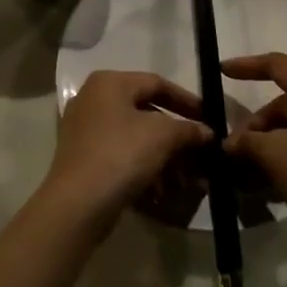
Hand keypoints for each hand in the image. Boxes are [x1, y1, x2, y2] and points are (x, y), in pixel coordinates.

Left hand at [44, 71, 212, 232]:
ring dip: (164, 159)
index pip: (157, 83)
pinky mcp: (83, 159)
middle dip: (177, 138)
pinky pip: (121, 157)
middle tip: (200, 155)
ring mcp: (84, 130)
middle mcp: (93, 99)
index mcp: (109, 83)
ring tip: (185, 183)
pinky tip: (161, 193)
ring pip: (135, 139)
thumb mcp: (164, 136)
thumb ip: (189, 129)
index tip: (209, 119)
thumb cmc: (122, 154)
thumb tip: (207, 132)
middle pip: (147, 113)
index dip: (187, 101)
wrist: (77, 203)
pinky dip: (144, 170)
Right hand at [221, 52, 286, 263]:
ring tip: (242, 175)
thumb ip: (245, 141)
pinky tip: (264, 187)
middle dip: (253, 128)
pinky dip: (283, 163)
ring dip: (265, 150)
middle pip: (282, 106)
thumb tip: (230, 144)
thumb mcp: (273, 153)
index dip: (247, 66)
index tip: (220, 72)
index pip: (277, 65)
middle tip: (232, 153)